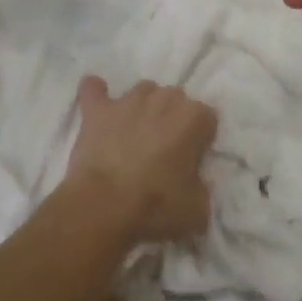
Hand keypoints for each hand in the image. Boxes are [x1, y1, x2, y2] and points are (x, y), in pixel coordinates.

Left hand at [66, 76, 216, 241]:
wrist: (104, 207)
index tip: (192, 161)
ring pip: (143, 91)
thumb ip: (201, 189)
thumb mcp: (197, 211)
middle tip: (164, 150)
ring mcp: (128, 101)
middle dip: (173, 118)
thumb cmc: (156, 206)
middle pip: (175, 99)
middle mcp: (164, 99)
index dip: (201, 139)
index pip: (207, 118)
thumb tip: (194, 184)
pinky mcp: (98, 110)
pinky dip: (95, 92)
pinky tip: (97, 100)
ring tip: (136, 133)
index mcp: (193, 118)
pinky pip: (93, 90)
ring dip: (143, 107)